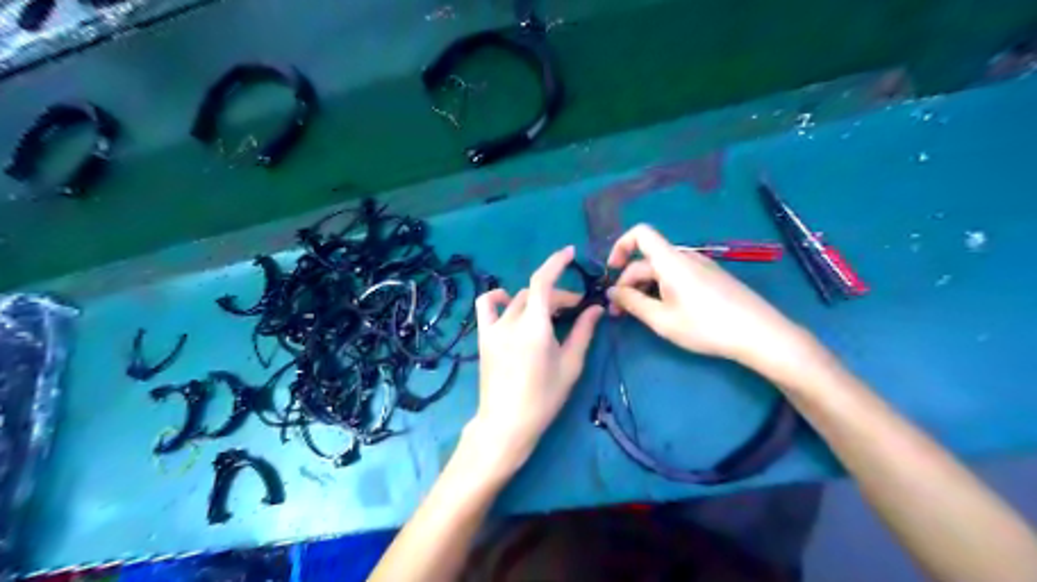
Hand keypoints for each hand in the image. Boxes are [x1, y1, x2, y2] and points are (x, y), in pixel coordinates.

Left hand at [465, 246, 605, 476]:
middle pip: (536, 294)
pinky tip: (508, 302)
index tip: (570, 252)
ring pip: (517, 300)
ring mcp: (493, 328)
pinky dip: (498, 298)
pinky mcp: (484, 337)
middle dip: (559, 296)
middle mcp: (511, 321)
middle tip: (577, 310)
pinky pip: (487, 306)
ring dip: (536, 300)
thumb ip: (583, 332)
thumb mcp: (570, 365)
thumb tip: (595, 308)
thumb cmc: (544, 397)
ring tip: (549, 313)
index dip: (556, 263)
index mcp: (535, 327)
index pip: (543, 282)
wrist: (506, 423)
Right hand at [605, 222, 813, 373]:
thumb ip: (632, 303)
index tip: (611, 272)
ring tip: (640, 315)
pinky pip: (677, 276)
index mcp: (670, 261)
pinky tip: (666, 312)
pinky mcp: (711, 278)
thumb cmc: (706, 326)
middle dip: (627, 282)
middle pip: (647, 259)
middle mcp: (684, 257)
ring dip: (644, 288)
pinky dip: (662, 289)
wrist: (759, 333)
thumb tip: (611, 291)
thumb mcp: (662, 319)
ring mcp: (700, 267)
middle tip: (619, 313)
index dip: (620, 246)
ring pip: (661, 270)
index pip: (640, 234)